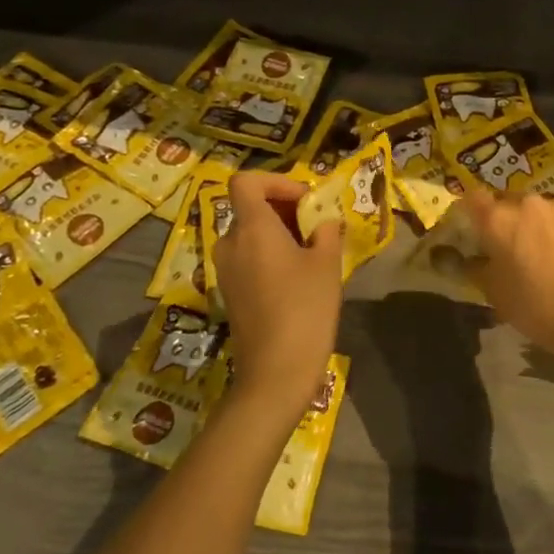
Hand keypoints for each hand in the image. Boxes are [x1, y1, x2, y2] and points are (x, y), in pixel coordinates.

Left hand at [213, 172, 343, 423]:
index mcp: (251, 228)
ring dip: (279, 233)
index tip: (305, 200)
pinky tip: (297, 278)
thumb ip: (326, 232)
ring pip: (250, 234)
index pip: (246, 182)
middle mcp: (230, 243)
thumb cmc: (305, 309)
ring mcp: (226, 270)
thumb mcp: (327, 264)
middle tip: (317, 226)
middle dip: (284, 209)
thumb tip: (323, 221)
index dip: (276, 181)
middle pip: (250, 208)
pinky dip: (270, 255)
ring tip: (312, 252)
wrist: (276, 372)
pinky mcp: (229, 292)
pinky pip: (248, 257)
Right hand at [458, 190, 553, 353]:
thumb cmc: (536, 308)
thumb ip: (478, 268)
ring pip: (541, 208)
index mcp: (499, 220)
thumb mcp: (495, 294)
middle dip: (507, 218)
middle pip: (509, 201)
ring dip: (538, 222)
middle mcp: (529, 204)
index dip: (471, 210)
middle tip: (512, 245)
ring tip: (547, 250)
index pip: (473, 198)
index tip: (474, 226)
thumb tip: (473, 258)